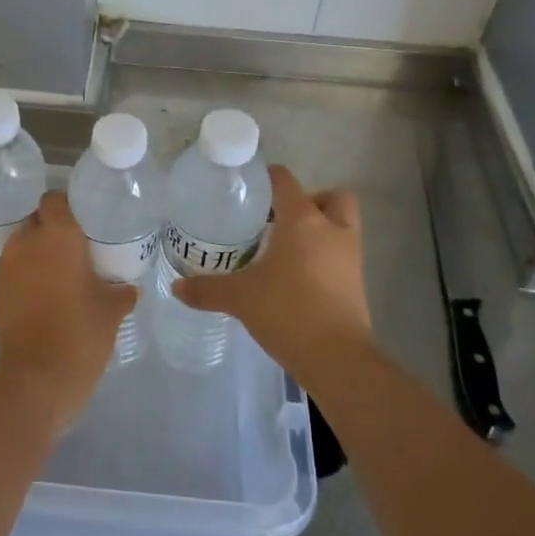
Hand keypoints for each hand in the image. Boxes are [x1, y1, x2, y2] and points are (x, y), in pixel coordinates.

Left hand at [0, 192, 138, 426]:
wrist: (37, 377)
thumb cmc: (81, 333)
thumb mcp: (112, 310)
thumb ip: (122, 291)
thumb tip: (129, 288)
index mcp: (58, 235)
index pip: (54, 200)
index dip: (66, 206)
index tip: (82, 220)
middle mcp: (28, 241)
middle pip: (37, 220)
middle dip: (52, 229)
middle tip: (74, 248)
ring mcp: (7, 265)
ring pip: (23, 244)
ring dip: (37, 252)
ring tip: (58, 272)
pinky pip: (13, 268)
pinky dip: (25, 273)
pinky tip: (43, 293)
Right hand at [172, 165, 371, 386]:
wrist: (336, 358)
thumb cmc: (287, 311)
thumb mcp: (240, 298)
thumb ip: (207, 289)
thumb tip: (176, 286)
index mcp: (302, 220)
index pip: (286, 181)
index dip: (268, 178)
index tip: (249, 188)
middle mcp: (331, 229)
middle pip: (329, 196)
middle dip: (309, 201)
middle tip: (280, 219)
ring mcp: (350, 256)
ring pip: (342, 225)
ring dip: (321, 228)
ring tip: (287, 247)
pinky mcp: (357, 282)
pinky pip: (342, 254)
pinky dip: (325, 256)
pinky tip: (298, 276)